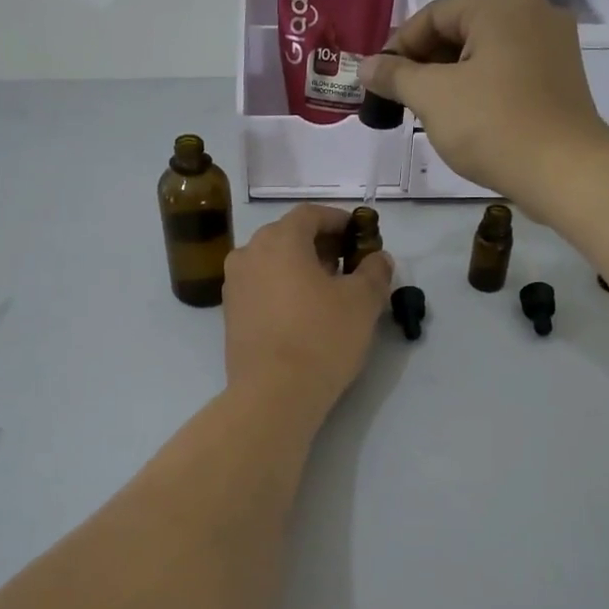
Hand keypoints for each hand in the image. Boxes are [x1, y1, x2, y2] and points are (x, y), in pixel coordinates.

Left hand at [224, 206, 392, 417]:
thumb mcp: (362, 302)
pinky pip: (261, 286)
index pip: (310, 214)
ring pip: (272, 262)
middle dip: (320, 245)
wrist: (273, 394)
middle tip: (349, 264)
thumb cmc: (321, 337)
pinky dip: (283, 288)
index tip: (360, 236)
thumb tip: (378, 258)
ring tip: (329, 290)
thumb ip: (374, 271)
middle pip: (288, 236)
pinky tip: (304, 312)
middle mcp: (249, 253)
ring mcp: (234, 284)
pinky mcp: (230, 313)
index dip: (338, 220)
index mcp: (279, 240)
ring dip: (301, 267)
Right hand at [359, 0, 608, 205]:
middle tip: (400, 100)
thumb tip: (366, 66)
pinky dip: (480, 86)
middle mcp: (533, 10)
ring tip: (429, 111)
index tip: (377, 82)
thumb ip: (395, 76)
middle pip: (460, 30)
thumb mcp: (432, 97)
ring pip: (484, 52)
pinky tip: (466, 116)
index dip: (398, 48)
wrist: (565, 172)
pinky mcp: (561, 75)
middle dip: (425, 64)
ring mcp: (553, 43)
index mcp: (502, 3)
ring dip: (450, 77)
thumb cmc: (493, 126)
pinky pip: (508, 70)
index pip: (433, 15)